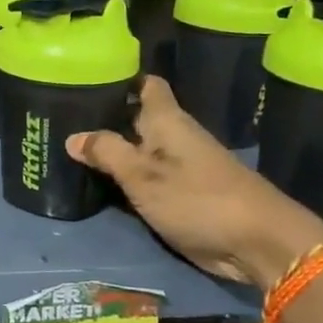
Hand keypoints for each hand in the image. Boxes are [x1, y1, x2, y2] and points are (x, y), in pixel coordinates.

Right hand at [66, 76, 322, 290]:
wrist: (258, 243)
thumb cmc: (197, 199)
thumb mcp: (143, 176)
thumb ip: (107, 153)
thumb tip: (73, 136)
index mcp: (168, 121)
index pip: (145, 85)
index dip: (120, 79)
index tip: (87, 81)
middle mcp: (176, 136)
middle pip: (138, 118)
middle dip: (107, 118)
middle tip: (64, 120)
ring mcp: (183, 166)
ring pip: (142, 148)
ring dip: (115, 150)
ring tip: (73, 150)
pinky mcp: (186, 194)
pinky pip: (150, 176)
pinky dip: (128, 176)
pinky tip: (103, 182)